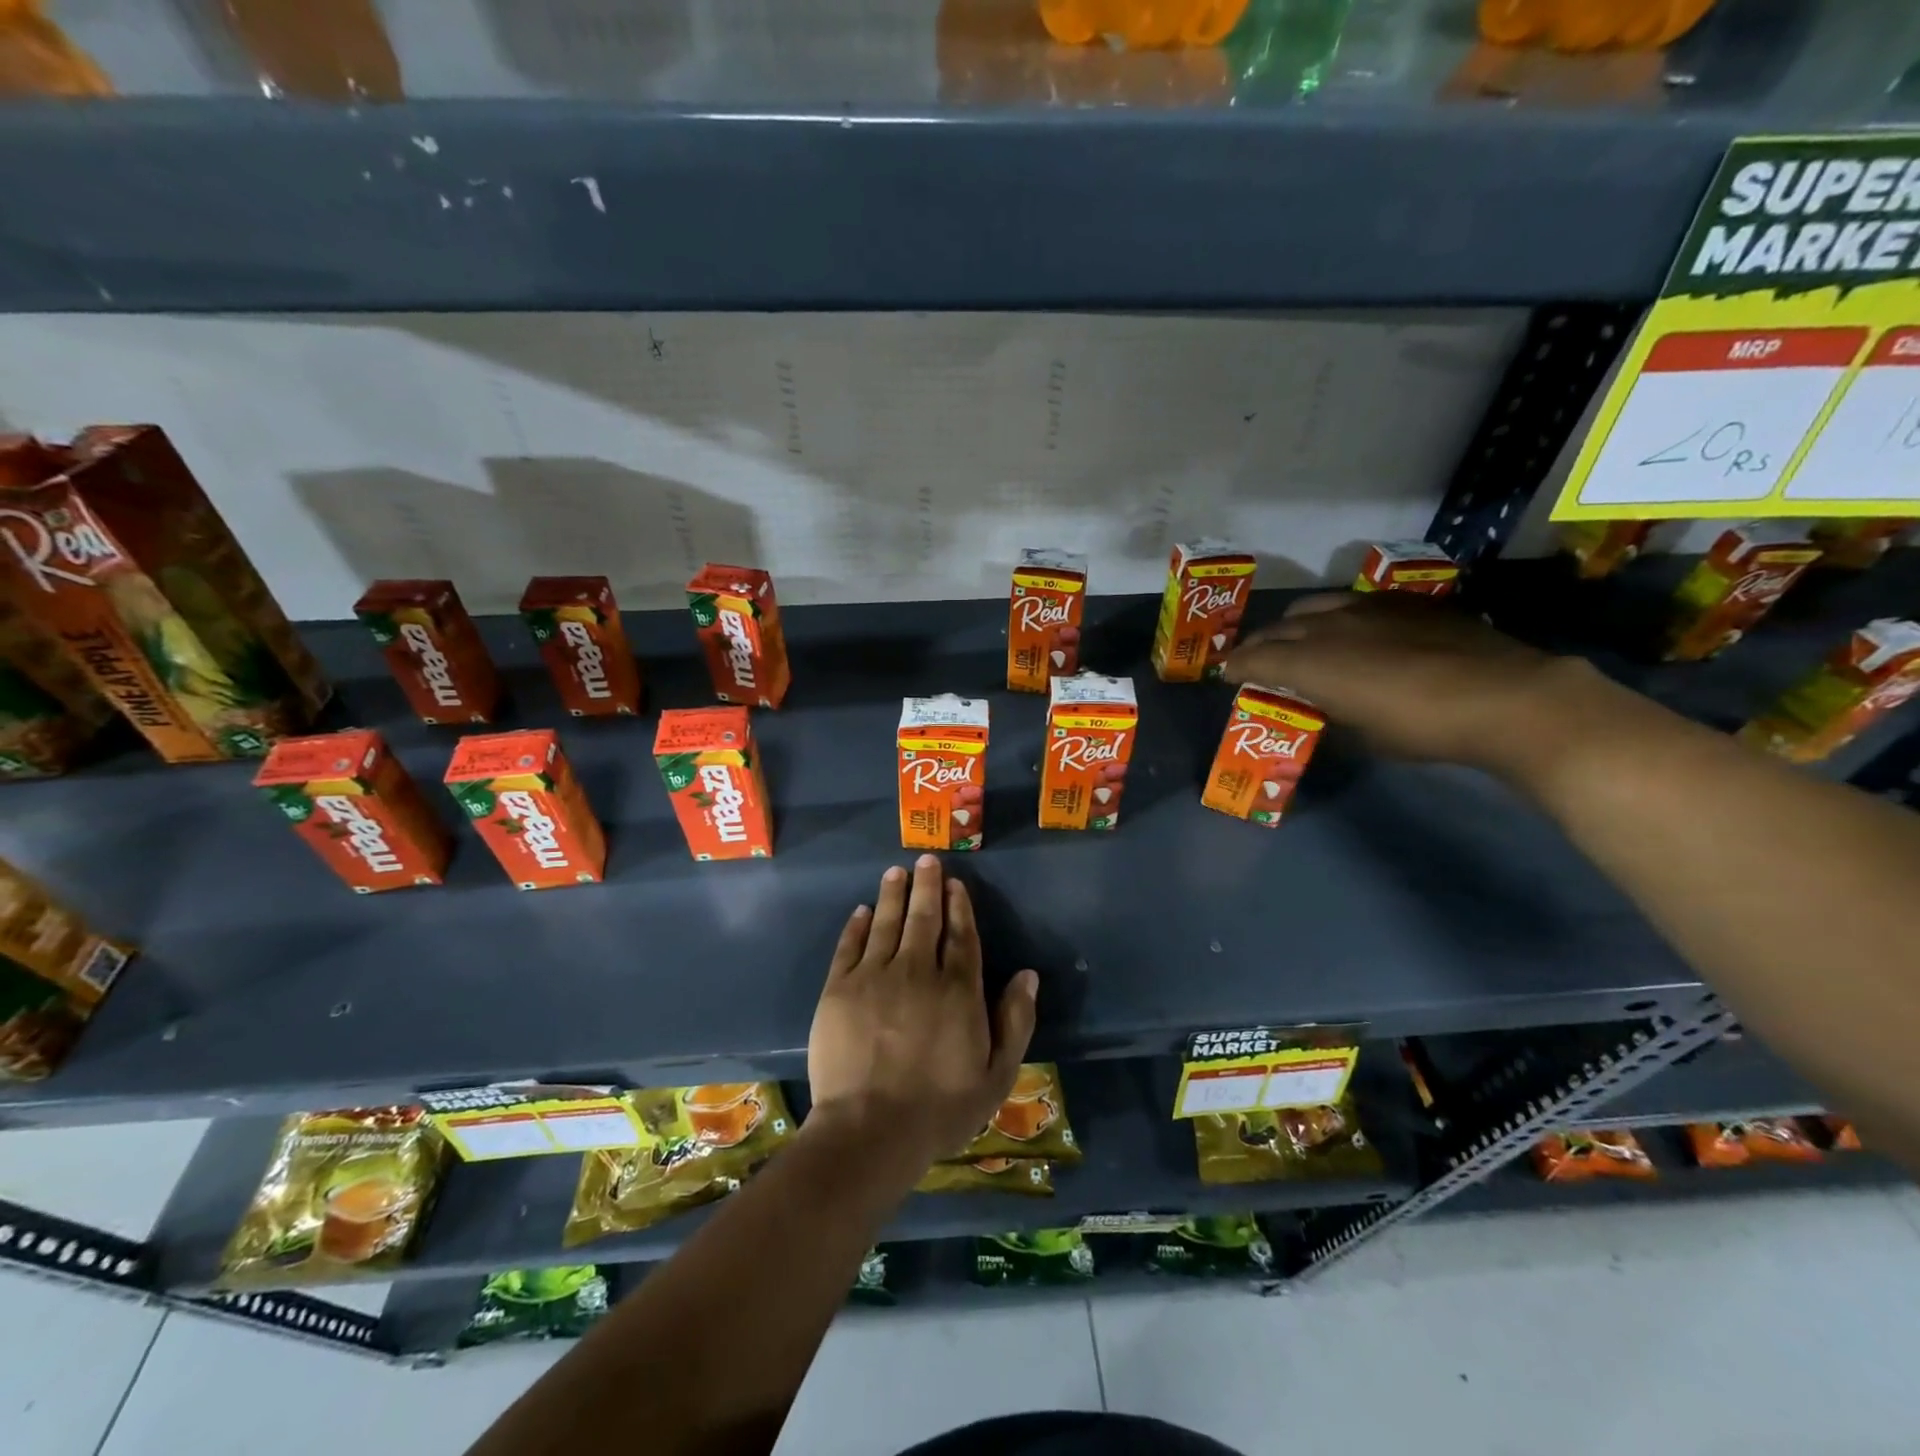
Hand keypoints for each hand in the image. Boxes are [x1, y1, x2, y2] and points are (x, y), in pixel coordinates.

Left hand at [807, 855, 1038, 1167]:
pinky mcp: (839, 989)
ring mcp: (875, 977)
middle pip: (924, 919)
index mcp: (958, 990)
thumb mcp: (996, 1076)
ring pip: (887, 923)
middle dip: (927, 886)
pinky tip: (862, 911)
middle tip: (926, 861)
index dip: (959, 906)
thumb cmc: (939, 1109)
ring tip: (896, 872)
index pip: (961, 936)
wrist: (869, 1131)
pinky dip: (857, 925)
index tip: (955, 883)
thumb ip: (1015, 1021)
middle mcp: (918, 971)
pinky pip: (849, 946)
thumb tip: (1027, 975)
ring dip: (893, 895)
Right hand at [1223, 591, 1582, 767]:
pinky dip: (1335, 616)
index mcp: (1311, 662)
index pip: (1254, 658)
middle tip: (1254, 660)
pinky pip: (1351, 602)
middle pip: (1277, 627)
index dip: (1235, 668)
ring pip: (1312, 607)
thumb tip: (1317, 707)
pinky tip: (1350, 630)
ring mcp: (1367, 607)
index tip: (1227, 677)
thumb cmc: (1421, 727)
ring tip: (1297, 639)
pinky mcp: (1402, 602)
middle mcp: (1328, 626)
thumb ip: (1327, 713)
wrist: (1504, 696)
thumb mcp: (1362, 736)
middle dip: (1258, 644)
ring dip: (1293, 624)